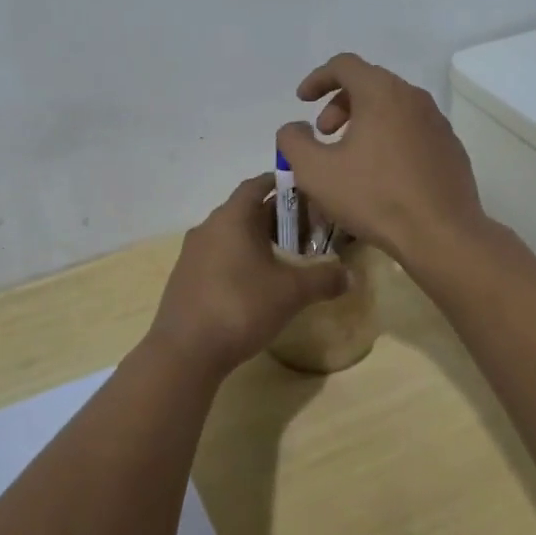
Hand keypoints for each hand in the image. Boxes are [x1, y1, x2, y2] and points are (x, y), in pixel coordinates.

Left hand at [146, 173, 346, 376]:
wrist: (185, 351)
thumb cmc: (241, 306)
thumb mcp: (291, 292)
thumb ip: (323, 279)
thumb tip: (350, 275)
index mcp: (232, 217)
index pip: (256, 185)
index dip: (279, 183)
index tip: (302, 190)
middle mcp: (208, 227)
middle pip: (244, 211)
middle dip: (274, 218)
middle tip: (304, 232)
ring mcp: (192, 254)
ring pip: (230, 236)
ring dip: (255, 242)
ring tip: (283, 261)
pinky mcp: (185, 279)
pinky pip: (217, 258)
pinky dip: (238, 262)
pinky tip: (254, 287)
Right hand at [275, 53, 489, 266]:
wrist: (443, 235)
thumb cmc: (375, 197)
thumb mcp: (315, 172)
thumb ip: (293, 142)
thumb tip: (294, 127)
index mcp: (381, 93)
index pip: (344, 65)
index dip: (317, 78)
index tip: (302, 101)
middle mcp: (413, 97)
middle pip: (369, 83)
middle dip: (338, 103)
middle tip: (323, 134)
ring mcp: (437, 122)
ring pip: (392, 107)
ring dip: (364, 121)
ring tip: (349, 155)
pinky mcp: (450, 147)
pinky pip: (411, 129)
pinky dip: (388, 137)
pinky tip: (381, 173)